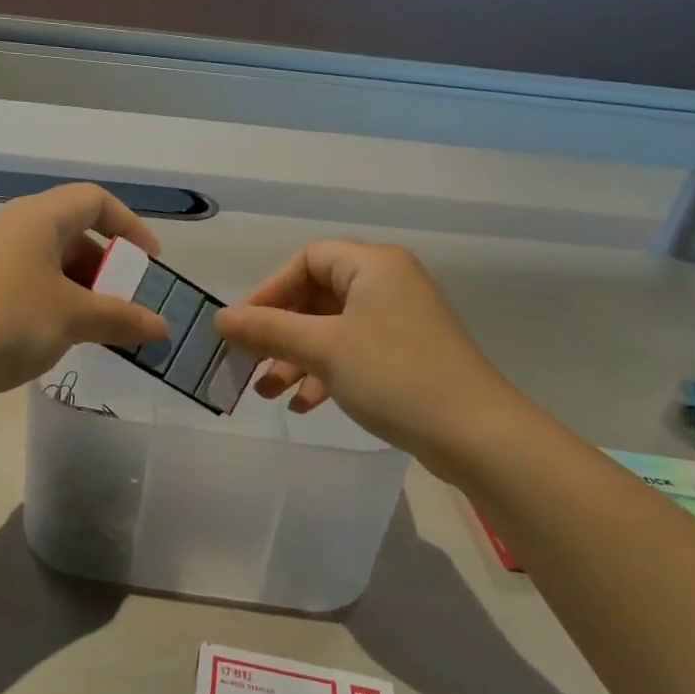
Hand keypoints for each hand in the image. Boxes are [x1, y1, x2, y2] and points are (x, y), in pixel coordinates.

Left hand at [0, 184, 167, 410]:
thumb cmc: (10, 322)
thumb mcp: (75, 318)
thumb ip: (123, 318)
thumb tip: (162, 329)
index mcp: (40, 218)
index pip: (96, 200)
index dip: (130, 226)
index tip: (150, 264)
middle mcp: (17, 228)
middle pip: (77, 232)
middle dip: (110, 266)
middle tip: (129, 301)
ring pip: (56, 263)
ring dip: (87, 290)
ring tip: (105, 327)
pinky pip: (36, 285)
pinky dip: (61, 303)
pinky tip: (70, 337)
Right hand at [214, 241, 527, 465]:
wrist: (475, 433)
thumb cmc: (394, 376)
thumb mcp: (322, 349)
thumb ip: (267, 329)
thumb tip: (219, 318)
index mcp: (373, 266)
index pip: (307, 259)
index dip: (270, 290)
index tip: (244, 327)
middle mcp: (388, 284)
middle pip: (316, 296)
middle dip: (279, 332)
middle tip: (249, 363)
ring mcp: (399, 322)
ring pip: (331, 330)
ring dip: (296, 359)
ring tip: (267, 393)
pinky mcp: (406, 356)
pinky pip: (352, 354)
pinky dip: (324, 374)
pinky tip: (303, 407)